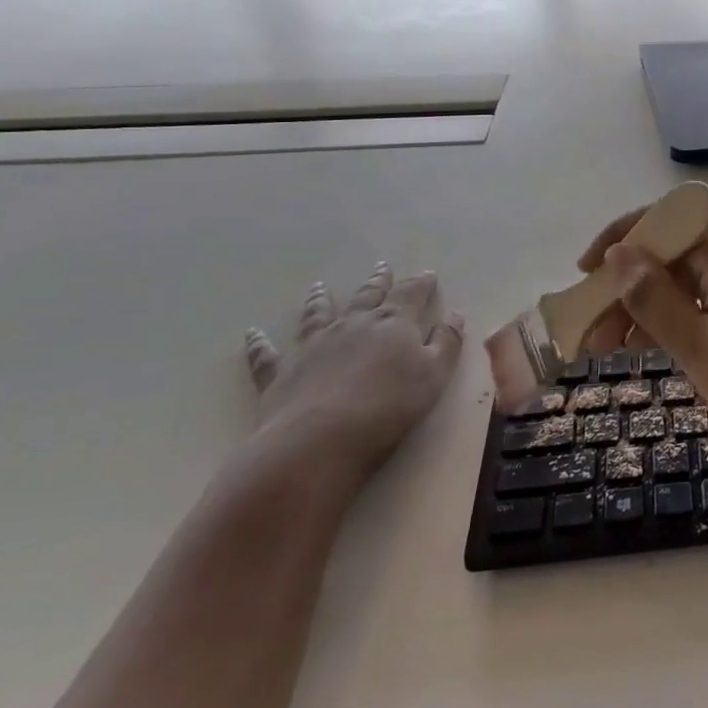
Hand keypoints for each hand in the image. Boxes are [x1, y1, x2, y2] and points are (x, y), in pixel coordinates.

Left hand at [242, 263, 462, 483]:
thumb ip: (446, 343)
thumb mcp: (435, 375)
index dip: (421, 283)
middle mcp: (353, 325)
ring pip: (317, 314)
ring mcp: (313, 345)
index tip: (428, 274)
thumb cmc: (390, 407)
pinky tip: (252, 333)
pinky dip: (259, 343)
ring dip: (319, 299)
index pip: (411, 294)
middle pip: (367, 296)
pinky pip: (266, 354)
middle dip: (378, 281)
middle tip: (382, 268)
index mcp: (394, 324)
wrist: (320, 440)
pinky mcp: (280, 372)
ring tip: (319, 286)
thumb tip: (455, 315)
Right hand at [577, 215, 707, 465]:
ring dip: (656, 310)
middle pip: (679, 259)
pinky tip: (667, 351)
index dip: (622, 241)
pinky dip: (687, 323)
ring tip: (621, 350)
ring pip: (697, 288)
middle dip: (631, 289)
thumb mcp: (698, 346)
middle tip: (596, 335)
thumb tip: (622, 254)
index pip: (667, 225)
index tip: (586, 274)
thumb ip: (654, 299)